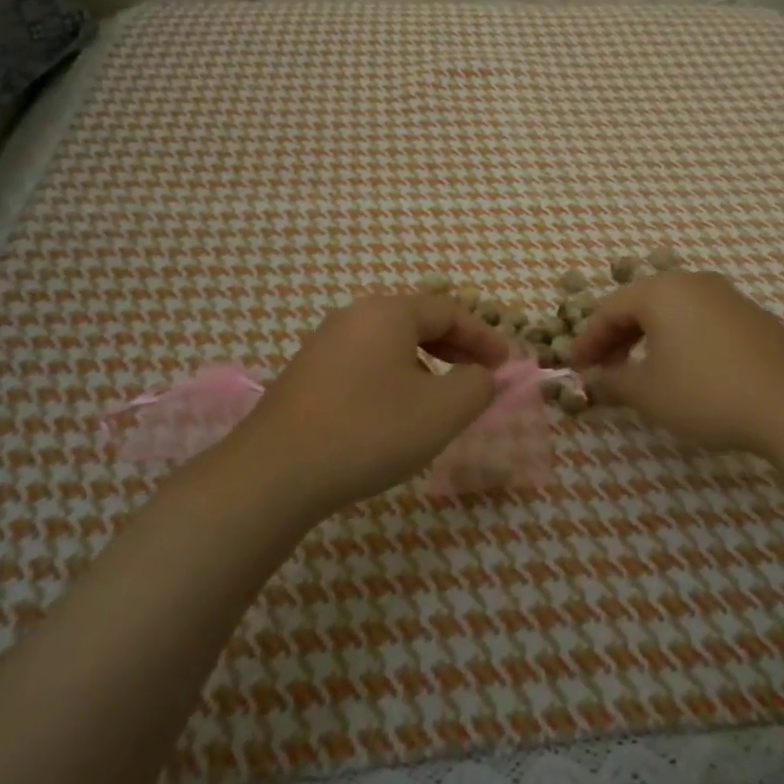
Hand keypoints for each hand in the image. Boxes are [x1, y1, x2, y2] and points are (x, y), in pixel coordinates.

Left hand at [235, 294, 510, 514]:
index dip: (485, 337)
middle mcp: (354, 317)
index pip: (449, 311)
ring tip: (442, 400)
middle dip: (456, 350)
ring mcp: (324, 344)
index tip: (508, 365)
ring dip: (426, 366)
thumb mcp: (442, 410)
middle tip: (481, 378)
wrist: (275, 472)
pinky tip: (396, 415)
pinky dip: (394, 379)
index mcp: (388, 312)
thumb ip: (477, 385)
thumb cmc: (370, 431)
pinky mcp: (306, 375)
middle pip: (418, 323)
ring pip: (390, 345)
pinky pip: (365, 364)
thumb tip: (483, 375)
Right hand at [568, 271, 783, 457]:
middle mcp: (693, 282)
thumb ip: (612, 382)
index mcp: (661, 291)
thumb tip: (591, 381)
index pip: (610, 310)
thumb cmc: (707, 393)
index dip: (588, 340)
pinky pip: (700, 319)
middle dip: (616, 338)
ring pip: (672, 311)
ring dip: (647, 338)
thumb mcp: (648, 393)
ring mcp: (727, 296)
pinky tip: (683, 369)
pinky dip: (679, 339)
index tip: (575, 368)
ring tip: (640, 371)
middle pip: (640, 304)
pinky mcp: (751, 316)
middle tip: (604, 370)